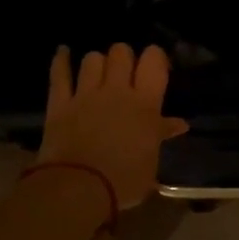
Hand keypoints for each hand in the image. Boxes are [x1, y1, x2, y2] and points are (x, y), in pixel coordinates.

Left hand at [37, 44, 190, 208]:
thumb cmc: (124, 180)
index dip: (155, 57)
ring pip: (93, 59)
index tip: (156, 68)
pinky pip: (59, 74)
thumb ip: (161, 135)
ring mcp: (85, 94)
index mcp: (145, 104)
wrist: (79, 188)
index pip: (153, 61)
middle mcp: (116, 91)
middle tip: (127, 73)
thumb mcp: (152, 161)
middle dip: (125, 58)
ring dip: (98, 62)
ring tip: (100, 72)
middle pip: (121, 52)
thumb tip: (179, 124)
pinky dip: (61, 60)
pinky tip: (63, 52)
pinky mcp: (59, 103)